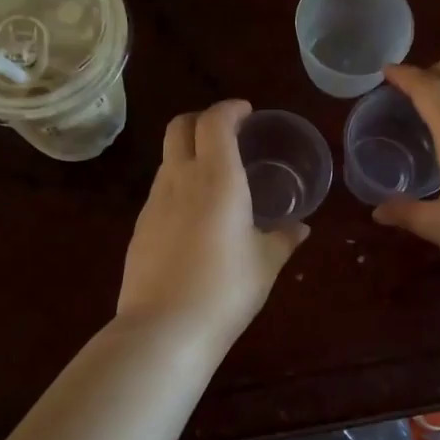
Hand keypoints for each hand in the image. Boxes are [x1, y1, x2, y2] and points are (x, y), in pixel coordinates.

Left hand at [118, 99, 307, 348]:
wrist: (164, 329)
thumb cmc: (226, 290)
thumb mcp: (266, 263)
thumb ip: (283, 239)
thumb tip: (300, 228)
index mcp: (217, 178)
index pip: (215, 121)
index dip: (230, 109)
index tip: (246, 112)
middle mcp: (180, 179)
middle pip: (180, 127)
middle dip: (202, 120)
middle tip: (227, 134)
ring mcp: (153, 203)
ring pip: (167, 159)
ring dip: (189, 154)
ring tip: (215, 177)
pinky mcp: (139, 228)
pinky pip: (160, 191)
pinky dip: (178, 185)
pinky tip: (195, 216)